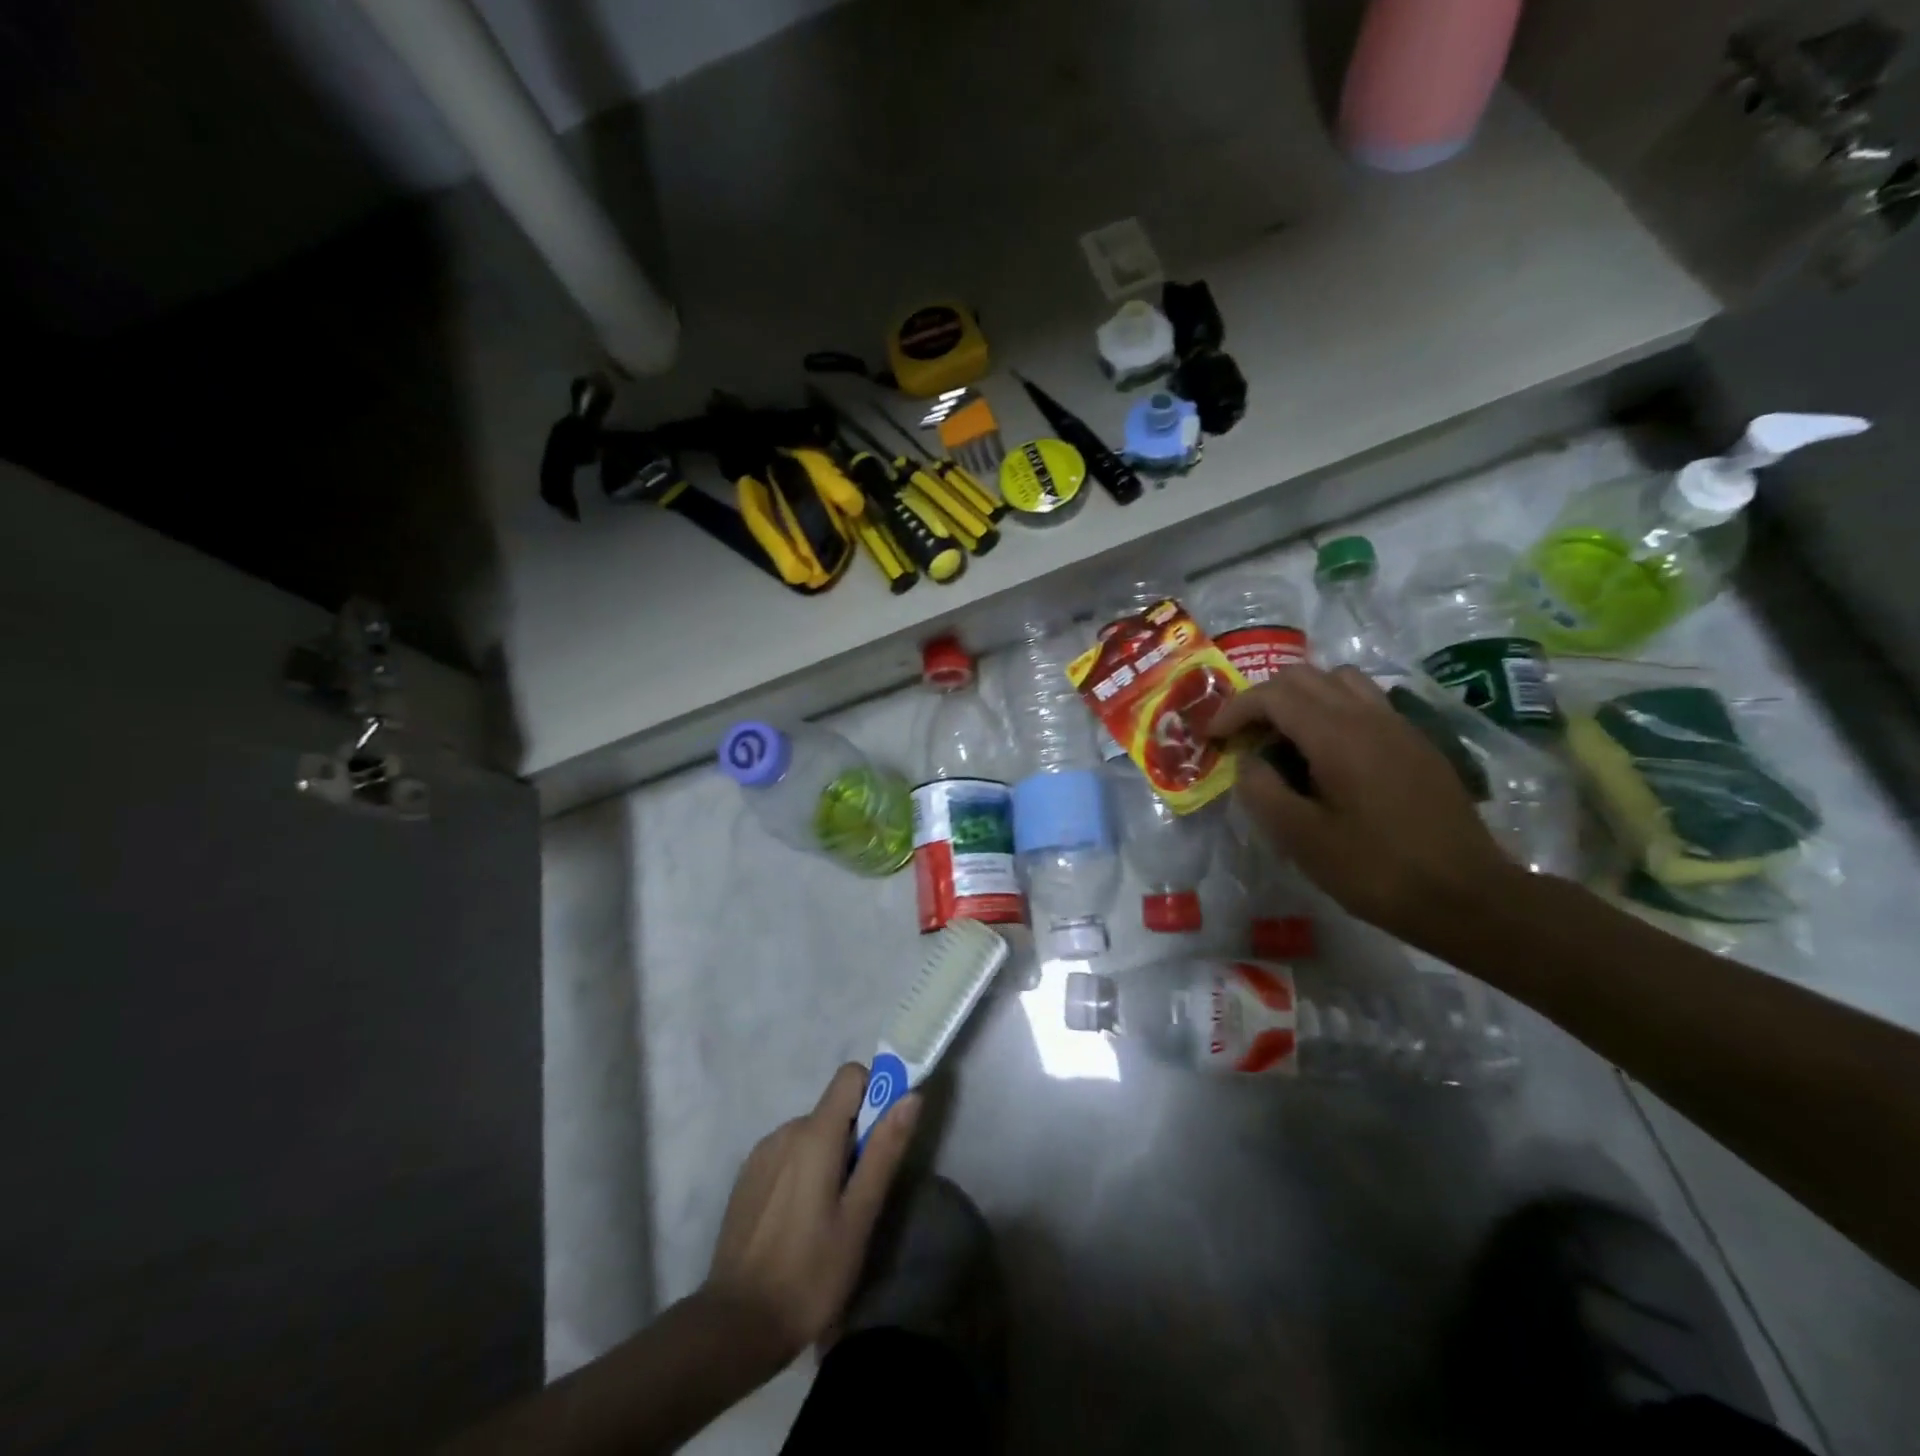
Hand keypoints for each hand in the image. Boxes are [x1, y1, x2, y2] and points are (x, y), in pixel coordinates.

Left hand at [701, 1063, 920, 1368]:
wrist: (734, 1327)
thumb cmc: (809, 1274)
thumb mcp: (859, 1217)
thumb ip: (884, 1151)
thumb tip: (911, 1095)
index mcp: (814, 1133)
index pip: (850, 1076)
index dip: (874, 1095)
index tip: (881, 1139)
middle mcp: (785, 1130)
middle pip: (833, 1110)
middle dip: (853, 1140)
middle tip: (857, 1200)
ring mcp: (761, 1153)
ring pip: (810, 1135)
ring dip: (827, 1159)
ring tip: (827, 1220)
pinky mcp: (746, 1177)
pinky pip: (787, 1155)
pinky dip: (802, 1174)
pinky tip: (798, 1225)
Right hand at [1210, 666, 1515, 942]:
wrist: (1468, 896)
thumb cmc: (1376, 870)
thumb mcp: (1301, 838)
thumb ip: (1262, 790)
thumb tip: (1248, 761)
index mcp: (1337, 735)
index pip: (1273, 695)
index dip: (1234, 709)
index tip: (1213, 737)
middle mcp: (1369, 716)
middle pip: (1304, 677)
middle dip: (1263, 699)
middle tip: (1244, 737)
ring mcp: (1399, 725)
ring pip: (1340, 681)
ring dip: (1302, 698)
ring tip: (1286, 738)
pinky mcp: (1417, 743)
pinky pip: (1366, 702)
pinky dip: (1333, 710)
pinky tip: (1329, 756)